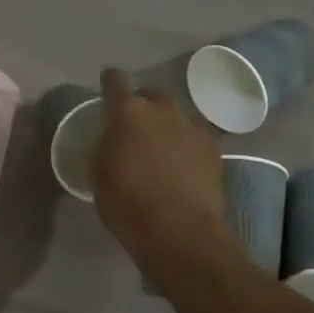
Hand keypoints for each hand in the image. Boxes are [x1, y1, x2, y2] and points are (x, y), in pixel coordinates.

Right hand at [92, 67, 232, 265]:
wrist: (180, 231)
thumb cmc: (127, 203)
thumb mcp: (100, 173)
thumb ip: (107, 146)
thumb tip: (114, 138)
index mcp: (128, 113)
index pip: (116, 82)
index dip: (110, 81)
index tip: (107, 83)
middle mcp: (163, 111)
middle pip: (152, 94)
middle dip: (143, 104)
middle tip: (134, 124)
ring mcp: (193, 128)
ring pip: (176, 116)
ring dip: (166, 125)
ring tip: (159, 147)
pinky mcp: (214, 150)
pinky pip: (194, 138)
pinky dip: (185, 145)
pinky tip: (180, 165)